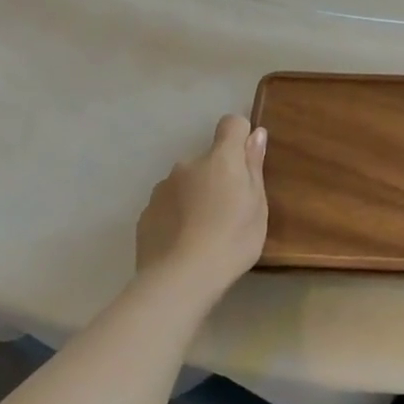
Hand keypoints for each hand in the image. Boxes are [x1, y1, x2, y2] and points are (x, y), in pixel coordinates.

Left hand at [136, 115, 267, 301]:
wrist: (180, 280)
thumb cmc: (232, 239)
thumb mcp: (257, 204)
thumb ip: (254, 166)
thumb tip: (256, 133)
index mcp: (220, 159)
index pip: (231, 124)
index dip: (240, 137)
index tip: (246, 162)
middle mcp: (188, 165)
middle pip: (208, 158)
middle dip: (218, 175)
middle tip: (229, 210)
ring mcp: (162, 188)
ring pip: (186, 182)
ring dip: (196, 195)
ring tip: (204, 230)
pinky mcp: (145, 213)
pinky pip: (168, 204)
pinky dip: (177, 215)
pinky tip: (184, 242)